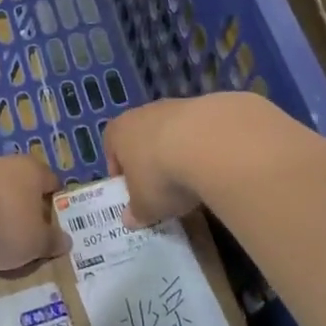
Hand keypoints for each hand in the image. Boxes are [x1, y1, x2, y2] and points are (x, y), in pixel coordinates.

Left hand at [0, 155, 69, 273]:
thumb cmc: (3, 224)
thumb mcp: (35, 243)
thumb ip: (51, 241)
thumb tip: (65, 240)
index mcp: (33, 171)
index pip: (52, 182)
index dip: (55, 202)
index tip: (54, 224)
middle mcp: (5, 163)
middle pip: (20, 186)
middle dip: (22, 208)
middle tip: (23, 236)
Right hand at [104, 93, 265, 226]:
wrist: (208, 144)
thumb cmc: (160, 175)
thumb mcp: (145, 205)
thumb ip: (136, 212)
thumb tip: (130, 219)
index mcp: (119, 132)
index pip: (111, 146)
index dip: (119, 168)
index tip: (130, 189)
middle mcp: (143, 113)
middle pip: (142, 137)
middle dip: (150, 161)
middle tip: (161, 187)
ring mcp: (176, 106)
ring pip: (172, 132)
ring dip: (178, 153)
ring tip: (192, 180)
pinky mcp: (208, 107)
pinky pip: (199, 131)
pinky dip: (203, 147)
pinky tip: (214, 167)